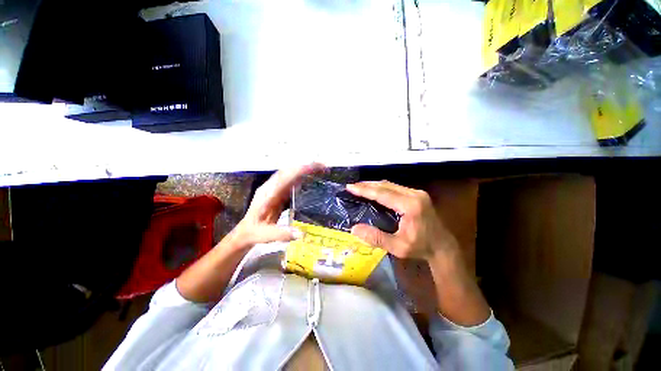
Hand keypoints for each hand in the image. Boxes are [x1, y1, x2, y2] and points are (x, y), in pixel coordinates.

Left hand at [233, 163, 325, 249]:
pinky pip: (291, 181)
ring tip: (320, 169)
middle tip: (323, 166)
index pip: (285, 177)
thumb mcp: (264, 235)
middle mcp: (271, 187)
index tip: (315, 167)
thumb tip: (302, 233)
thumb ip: (280, 233)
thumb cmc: (253, 233)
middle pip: (289, 171)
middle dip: (306, 166)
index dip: (300, 170)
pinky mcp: (278, 193)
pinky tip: (310, 178)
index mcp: (267, 194)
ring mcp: (274, 189)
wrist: (245, 232)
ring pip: (290, 174)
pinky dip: (301, 176)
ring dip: (304, 169)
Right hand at [346, 180, 456, 259]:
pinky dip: (382, 188)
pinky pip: (395, 187)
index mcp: (410, 206)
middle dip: (367, 185)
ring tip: (360, 187)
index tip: (350, 187)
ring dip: (374, 185)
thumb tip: (354, 229)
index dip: (365, 190)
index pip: (382, 194)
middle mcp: (414, 194)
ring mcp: (417, 193)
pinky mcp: (418, 194)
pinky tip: (375, 191)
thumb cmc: (420, 248)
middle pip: (386, 185)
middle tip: (352, 186)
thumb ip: (376, 238)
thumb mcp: (397, 247)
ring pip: (390, 184)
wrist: (443, 247)